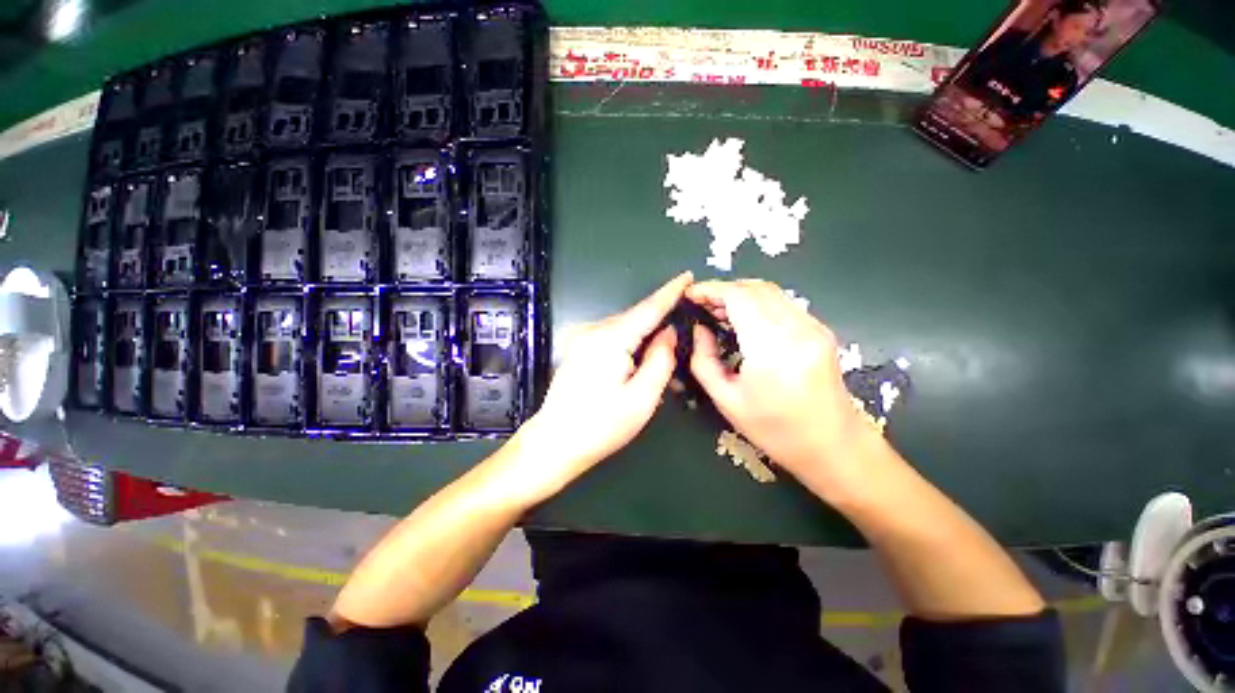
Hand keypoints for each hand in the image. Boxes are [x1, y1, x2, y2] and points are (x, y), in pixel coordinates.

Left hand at [510, 272, 691, 499]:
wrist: (555, 442)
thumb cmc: (601, 425)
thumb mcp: (642, 398)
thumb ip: (661, 359)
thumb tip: (669, 332)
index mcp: (611, 339)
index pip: (648, 308)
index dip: (669, 292)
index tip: (687, 275)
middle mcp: (593, 330)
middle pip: (636, 320)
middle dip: (658, 329)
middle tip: (677, 351)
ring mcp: (582, 338)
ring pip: (624, 329)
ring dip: (643, 342)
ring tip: (655, 369)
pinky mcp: (578, 347)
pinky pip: (612, 338)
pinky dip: (628, 347)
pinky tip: (633, 368)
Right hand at [686, 279, 890, 501]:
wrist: (834, 446)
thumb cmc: (775, 430)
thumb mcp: (726, 400)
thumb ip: (704, 360)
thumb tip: (700, 329)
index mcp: (772, 348)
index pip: (739, 297)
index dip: (711, 289)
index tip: (690, 294)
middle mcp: (797, 328)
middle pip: (755, 288)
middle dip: (723, 289)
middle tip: (701, 304)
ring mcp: (813, 327)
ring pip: (770, 292)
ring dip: (740, 295)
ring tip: (718, 311)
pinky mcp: (819, 330)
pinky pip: (782, 304)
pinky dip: (757, 303)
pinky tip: (744, 320)